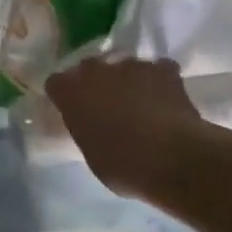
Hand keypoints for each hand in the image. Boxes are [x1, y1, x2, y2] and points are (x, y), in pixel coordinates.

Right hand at [44, 56, 203, 200]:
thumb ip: (85, 129)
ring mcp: (131, 66)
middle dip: (94, 82)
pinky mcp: (164, 69)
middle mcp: (96, 71)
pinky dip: (159, 80)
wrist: (175, 160)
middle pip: (88, 67)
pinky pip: (157, 69)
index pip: (56, 83)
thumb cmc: (124, 166)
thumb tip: (92, 127)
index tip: (71, 110)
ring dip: (127, 80)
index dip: (64, 95)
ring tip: (139, 101)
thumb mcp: (90, 153)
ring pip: (123, 66)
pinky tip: (164, 98)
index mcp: (71, 92)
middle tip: (104, 105)